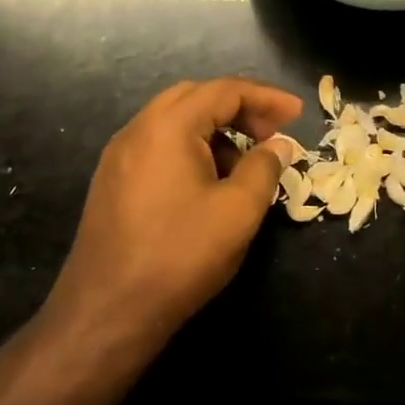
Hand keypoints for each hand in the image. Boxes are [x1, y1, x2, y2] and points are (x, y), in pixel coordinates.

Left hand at [46, 78, 302, 344]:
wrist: (106, 313)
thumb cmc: (179, 255)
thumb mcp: (237, 211)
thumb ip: (264, 168)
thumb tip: (279, 145)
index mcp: (168, 126)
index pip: (224, 90)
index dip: (266, 98)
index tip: (298, 114)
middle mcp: (137, 130)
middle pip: (196, 97)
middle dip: (239, 109)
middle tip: (271, 134)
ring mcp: (119, 157)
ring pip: (175, 122)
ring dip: (215, 130)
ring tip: (245, 163)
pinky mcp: (112, 183)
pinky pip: (158, 146)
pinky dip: (191, 148)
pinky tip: (210, 184)